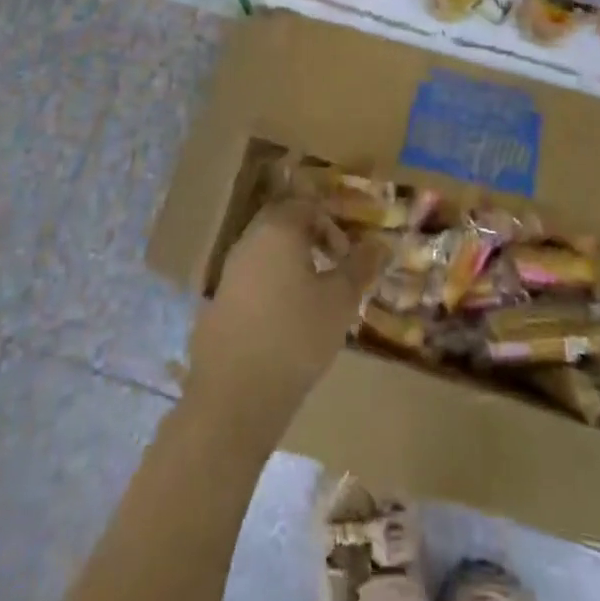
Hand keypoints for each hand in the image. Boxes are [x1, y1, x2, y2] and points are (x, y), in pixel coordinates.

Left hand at [186, 198, 389, 429]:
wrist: (235, 394)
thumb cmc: (296, 335)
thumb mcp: (340, 301)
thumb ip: (360, 266)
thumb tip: (380, 244)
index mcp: (278, 229)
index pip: (307, 205)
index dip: (332, 225)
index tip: (347, 255)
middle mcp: (250, 240)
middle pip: (283, 224)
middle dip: (311, 239)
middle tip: (333, 267)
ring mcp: (230, 271)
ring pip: (266, 251)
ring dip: (291, 263)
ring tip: (314, 296)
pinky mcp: (219, 301)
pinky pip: (253, 278)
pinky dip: (272, 285)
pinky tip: (286, 319)